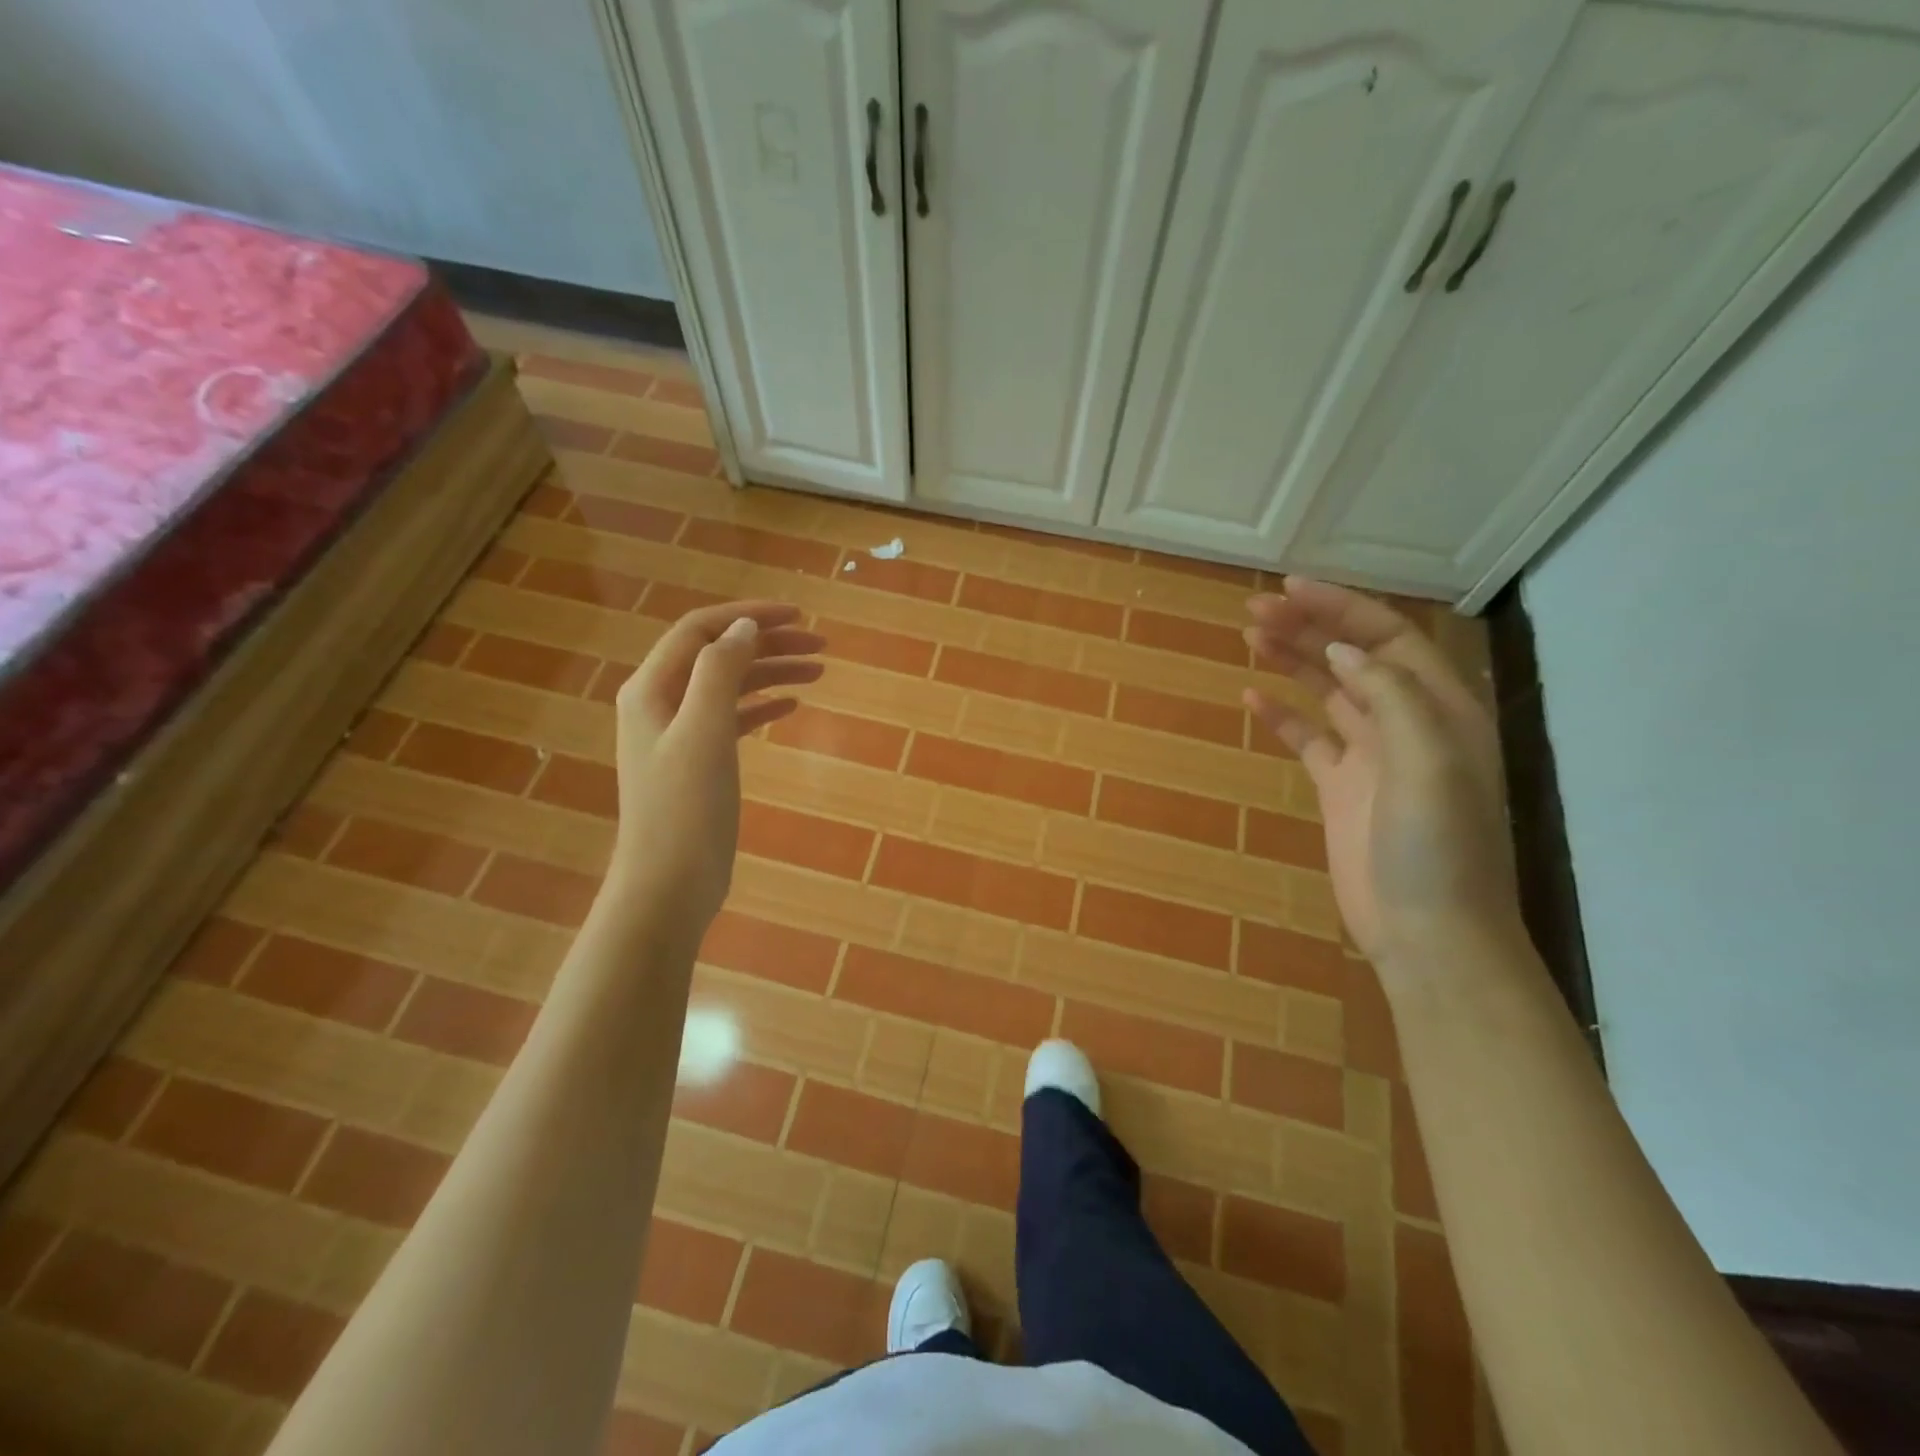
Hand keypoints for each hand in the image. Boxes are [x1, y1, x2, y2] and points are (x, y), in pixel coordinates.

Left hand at [612, 601, 824, 925]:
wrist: (669, 885)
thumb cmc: (685, 808)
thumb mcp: (704, 731)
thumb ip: (720, 671)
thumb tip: (745, 628)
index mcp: (651, 689)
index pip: (701, 631)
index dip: (748, 616)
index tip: (798, 616)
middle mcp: (660, 704)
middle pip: (718, 655)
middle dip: (768, 644)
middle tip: (820, 645)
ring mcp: (678, 735)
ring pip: (729, 687)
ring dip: (770, 674)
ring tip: (818, 672)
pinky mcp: (697, 763)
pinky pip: (732, 719)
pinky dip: (761, 707)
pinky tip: (792, 707)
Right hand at [1243, 578, 1516, 968]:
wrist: (1427, 932)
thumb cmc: (1437, 848)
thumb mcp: (1429, 763)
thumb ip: (1390, 698)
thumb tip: (1340, 648)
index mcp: (1439, 709)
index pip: (1387, 638)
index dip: (1340, 607)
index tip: (1289, 588)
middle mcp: (1405, 723)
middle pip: (1352, 657)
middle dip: (1308, 627)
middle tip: (1254, 610)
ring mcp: (1369, 756)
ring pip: (1327, 691)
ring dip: (1292, 661)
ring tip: (1250, 635)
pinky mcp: (1339, 788)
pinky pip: (1307, 739)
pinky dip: (1280, 716)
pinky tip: (1250, 698)